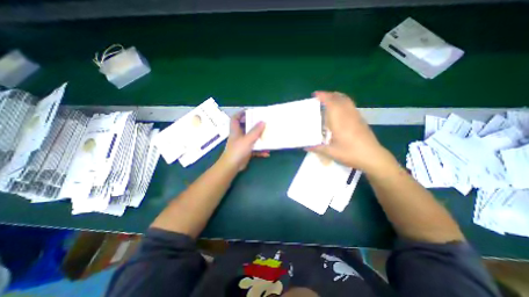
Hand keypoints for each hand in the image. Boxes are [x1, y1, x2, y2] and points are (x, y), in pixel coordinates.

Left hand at [221, 111, 269, 171]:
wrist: (232, 166)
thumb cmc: (238, 150)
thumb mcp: (248, 139)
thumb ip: (255, 131)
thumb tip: (263, 122)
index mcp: (236, 130)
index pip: (235, 118)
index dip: (240, 113)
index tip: (249, 111)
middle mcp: (238, 136)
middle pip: (245, 127)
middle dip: (254, 125)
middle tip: (263, 122)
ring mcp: (242, 144)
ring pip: (251, 138)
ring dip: (259, 138)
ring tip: (267, 136)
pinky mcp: (245, 152)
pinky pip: (254, 149)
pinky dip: (260, 150)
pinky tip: (267, 153)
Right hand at [308, 91, 393, 174]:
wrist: (372, 157)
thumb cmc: (350, 153)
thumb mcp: (331, 152)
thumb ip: (317, 148)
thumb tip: (305, 147)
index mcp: (339, 121)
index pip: (331, 103)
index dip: (323, 96)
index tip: (315, 94)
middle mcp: (348, 115)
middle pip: (339, 98)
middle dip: (329, 94)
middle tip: (320, 97)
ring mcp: (356, 116)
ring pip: (347, 101)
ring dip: (337, 97)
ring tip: (328, 100)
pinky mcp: (361, 120)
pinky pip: (350, 105)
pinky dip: (343, 102)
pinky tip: (339, 110)